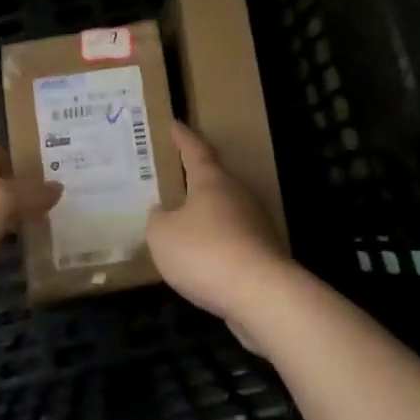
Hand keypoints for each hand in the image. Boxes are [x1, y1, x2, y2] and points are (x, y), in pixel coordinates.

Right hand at [146, 122, 290, 337]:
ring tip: (179, 221)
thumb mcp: (162, 235)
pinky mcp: (262, 253)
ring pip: (223, 211)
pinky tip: (199, 257)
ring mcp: (254, 224)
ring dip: (203, 214)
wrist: (261, 295)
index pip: (195, 150)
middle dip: (193, 178)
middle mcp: (237, 195)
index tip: (174, 124)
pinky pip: (230, 239)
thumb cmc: (205, 253)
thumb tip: (161, 211)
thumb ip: (157, 219)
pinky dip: (214, 242)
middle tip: (171, 176)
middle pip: (213, 180)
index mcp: (212, 181)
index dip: (182, 137)